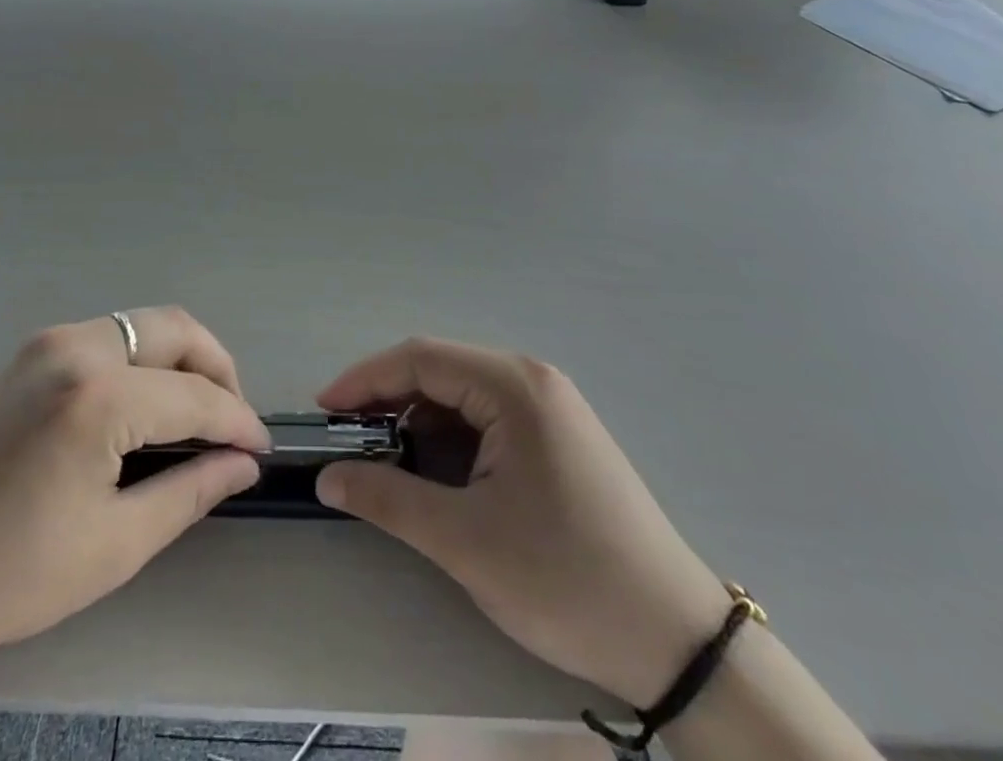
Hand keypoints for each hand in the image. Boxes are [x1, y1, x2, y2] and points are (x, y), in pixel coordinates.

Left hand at [0, 308, 268, 693]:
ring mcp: (41, 343)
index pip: (196, 396)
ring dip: (176, 360)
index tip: (260, 450)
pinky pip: (101, 338)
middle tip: (230, 423)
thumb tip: (241, 464)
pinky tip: (135, 409)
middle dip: (216, 368)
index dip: (238, 421)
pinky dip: (137, 361)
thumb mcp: (107, 547)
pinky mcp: (19, 354)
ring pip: (138, 326)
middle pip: (174, 328)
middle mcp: (74, 346)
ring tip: (189, 417)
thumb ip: (186, 494)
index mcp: (98, 393)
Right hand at [314, 338, 731, 706]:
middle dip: (387, 401)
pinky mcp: (557, 438)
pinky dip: (449, 439)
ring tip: (384, 463)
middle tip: (347, 441)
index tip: (323, 413)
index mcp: (514, 386)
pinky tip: (435, 475)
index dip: (364, 380)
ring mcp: (550, 408)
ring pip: (461, 395)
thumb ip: (388, 499)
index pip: (419, 358)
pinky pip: (486, 419)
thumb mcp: (466, 542)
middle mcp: (532, 380)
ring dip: (417, 422)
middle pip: (439, 371)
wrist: (679, 643)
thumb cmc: (567, 580)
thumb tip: (326, 477)